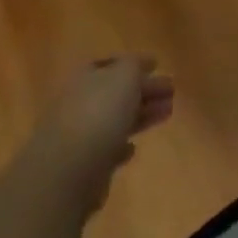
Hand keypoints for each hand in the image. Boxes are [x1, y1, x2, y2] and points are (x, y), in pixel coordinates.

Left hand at [33, 57, 174, 214]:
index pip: (108, 64)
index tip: (157, 65)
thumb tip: (140, 64)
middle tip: (171, 92)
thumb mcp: (124, 76)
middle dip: (143, 91)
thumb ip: (134, 65)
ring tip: (166, 114)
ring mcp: (76, 137)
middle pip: (114, 93)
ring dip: (140, 116)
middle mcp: (76, 104)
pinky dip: (120, 146)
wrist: (65, 174)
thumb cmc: (99, 114)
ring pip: (114, 121)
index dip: (133, 63)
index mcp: (84, 79)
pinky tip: (132, 148)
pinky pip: (105, 150)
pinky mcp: (80, 167)